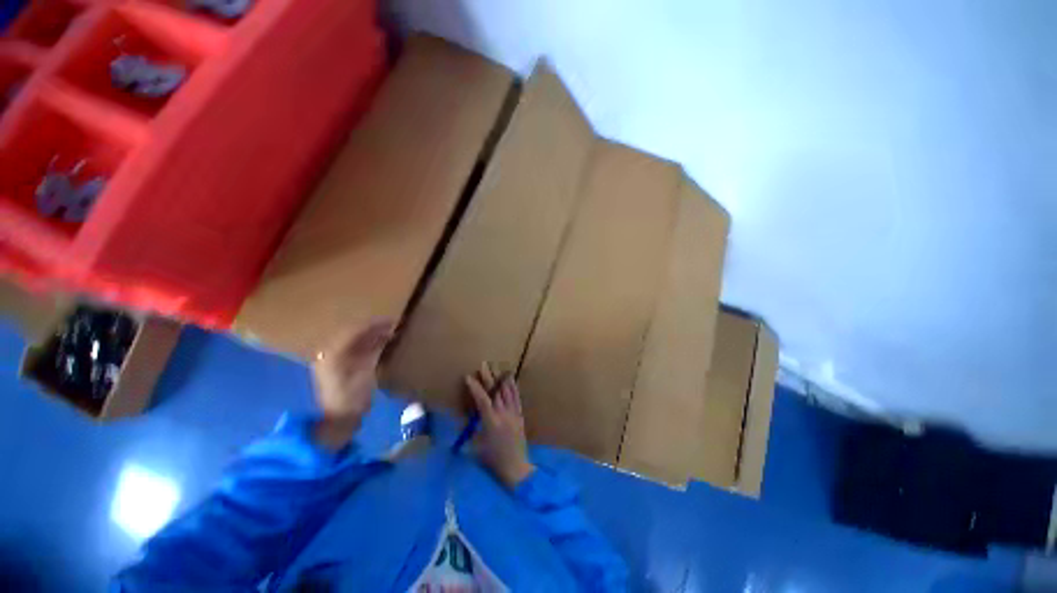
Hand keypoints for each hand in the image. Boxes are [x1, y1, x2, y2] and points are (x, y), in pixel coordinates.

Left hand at [312, 319, 394, 448]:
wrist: (339, 420)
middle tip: (394, 324)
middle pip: (355, 334)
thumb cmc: (351, 397)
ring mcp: (337, 361)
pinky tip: (385, 343)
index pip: (354, 331)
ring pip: (358, 341)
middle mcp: (332, 353)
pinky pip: (359, 350)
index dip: (374, 324)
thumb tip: (388, 332)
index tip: (392, 319)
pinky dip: (373, 345)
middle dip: (375, 328)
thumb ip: (374, 350)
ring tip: (392, 331)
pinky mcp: (344, 368)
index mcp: (333, 353)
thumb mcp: (364, 372)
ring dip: (375, 336)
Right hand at [465, 363, 535, 489]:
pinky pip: (516, 398)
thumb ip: (469, 432)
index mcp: (491, 423)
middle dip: (488, 377)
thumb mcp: (476, 448)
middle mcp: (503, 415)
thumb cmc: (493, 460)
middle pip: (496, 392)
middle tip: (483, 365)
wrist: (516, 468)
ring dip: (501, 379)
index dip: (475, 387)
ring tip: (497, 367)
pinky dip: (513, 387)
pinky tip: (511, 380)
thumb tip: (462, 421)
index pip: (482, 400)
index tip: (468, 377)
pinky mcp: (520, 416)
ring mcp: (514, 414)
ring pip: (507, 392)